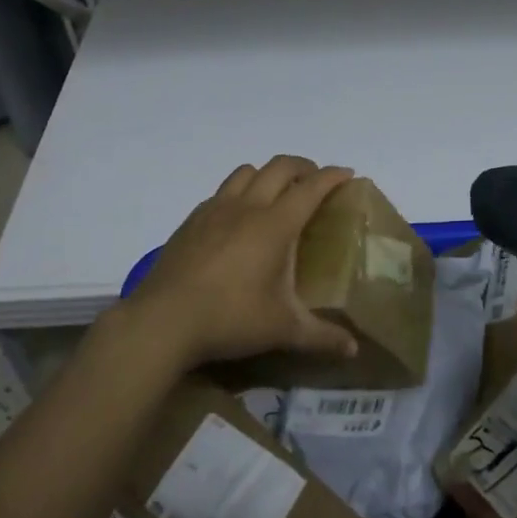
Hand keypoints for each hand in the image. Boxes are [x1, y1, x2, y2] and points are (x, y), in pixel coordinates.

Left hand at [124, 156, 359, 370]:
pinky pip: (222, 191)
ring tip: (276, 193)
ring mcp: (216, 209)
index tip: (347, 174)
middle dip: (303, 166)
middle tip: (315, 182)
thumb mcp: (282, 330)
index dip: (332, 176)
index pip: (311, 187)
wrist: (163, 320)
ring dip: (268, 173)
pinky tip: (237, 218)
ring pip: (247, 171)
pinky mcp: (192, 220)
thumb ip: (321, 337)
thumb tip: (353, 350)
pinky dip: (239, 191)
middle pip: (280, 167)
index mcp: (276, 224)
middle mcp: (248, 206)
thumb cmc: (231, 318)